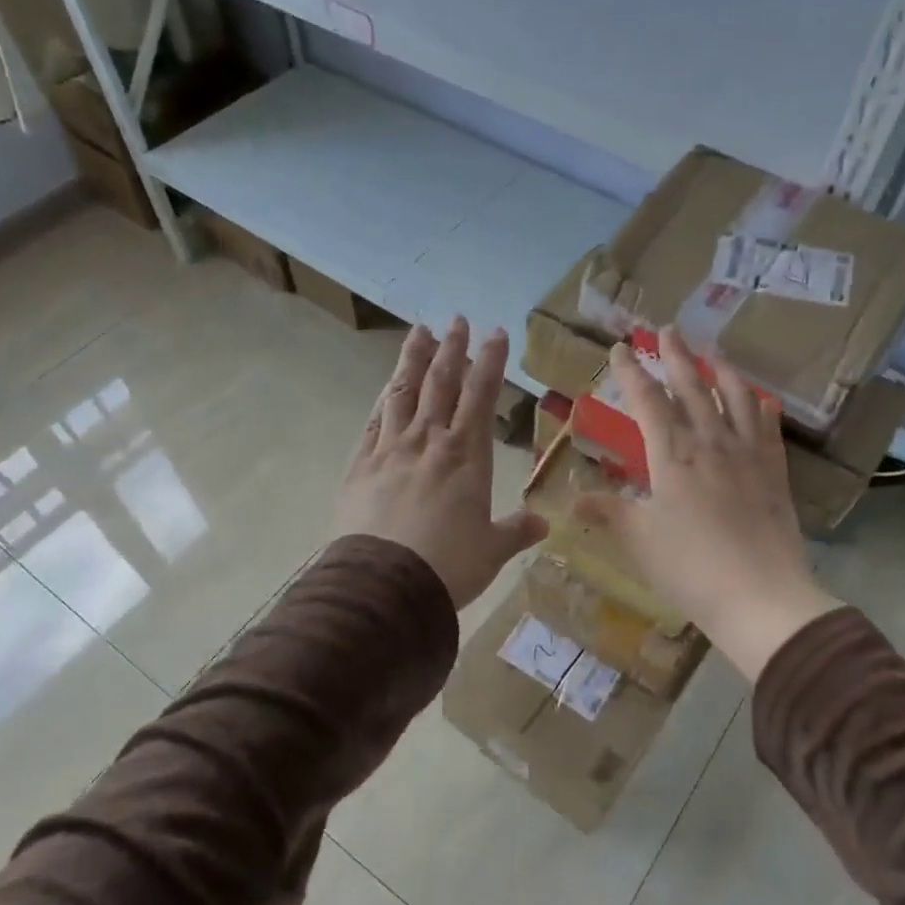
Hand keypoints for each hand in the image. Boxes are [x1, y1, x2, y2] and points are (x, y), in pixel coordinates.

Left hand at [335, 317, 548, 608]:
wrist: (385, 584)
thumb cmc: (449, 566)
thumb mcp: (492, 550)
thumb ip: (516, 531)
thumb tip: (543, 524)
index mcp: (468, 456)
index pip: (482, 395)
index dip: (491, 362)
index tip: (496, 333)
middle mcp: (430, 441)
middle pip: (442, 383)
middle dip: (452, 349)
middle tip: (457, 320)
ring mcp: (392, 449)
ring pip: (404, 392)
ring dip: (414, 359)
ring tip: (419, 332)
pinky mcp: (361, 464)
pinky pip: (374, 421)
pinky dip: (384, 399)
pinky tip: (387, 387)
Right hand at [576, 327, 840, 680]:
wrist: (760, 596)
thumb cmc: (690, 568)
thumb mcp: (638, 541)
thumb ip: (607, 513)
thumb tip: (570, 499)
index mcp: (672, 455)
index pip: (647, 401)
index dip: (631, 372)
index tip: (619, 349)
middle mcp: (710, 443)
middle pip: (691, 387)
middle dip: (675, 356)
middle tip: (666, 330)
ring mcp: (747, 454)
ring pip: (734, 398)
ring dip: (720, 371)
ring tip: (712, 354)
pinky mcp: (774, 471)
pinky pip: (767, 426)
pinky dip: (759, 406)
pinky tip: (758, 399)